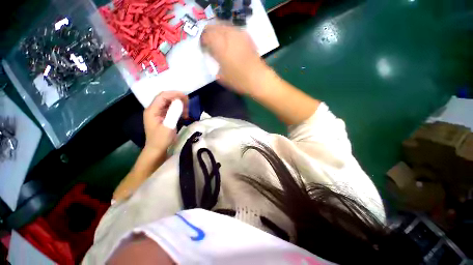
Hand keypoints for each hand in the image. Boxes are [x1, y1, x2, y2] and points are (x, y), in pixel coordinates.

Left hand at [143, 91, 188, 151]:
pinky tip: (184, 115)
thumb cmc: (161, 140)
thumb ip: (173, 113)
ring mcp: (159, 113)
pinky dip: (179, 110)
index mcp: (152, 110)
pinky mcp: (164, 117)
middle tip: (188, 105)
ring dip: (179, 105)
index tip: (186, 97)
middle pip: (166, 98)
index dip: (174, 94)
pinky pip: (172, 110)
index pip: (163, 96)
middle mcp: (154, 109)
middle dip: (178, 99)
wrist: (157, 150)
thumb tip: (180, 101)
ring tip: (186, 112)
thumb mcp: (168, 126)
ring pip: (170, 104)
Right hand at [200, 24, 267, 94]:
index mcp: (220, 45)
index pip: (206, 36)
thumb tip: (214, 58)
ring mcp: (239, 34)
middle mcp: (229, 35)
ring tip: (219, 41)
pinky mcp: (247, 37)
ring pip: (224, 26)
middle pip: (214, 26)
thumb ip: (215, 65)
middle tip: (209, 42)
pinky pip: (234, 30)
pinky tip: (229, 42)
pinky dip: (228, 33)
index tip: (203, 47)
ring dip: (219, 31)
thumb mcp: (222, 77)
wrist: (259, 79)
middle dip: (209, 33)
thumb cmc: (239, 80)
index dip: (203, 41)